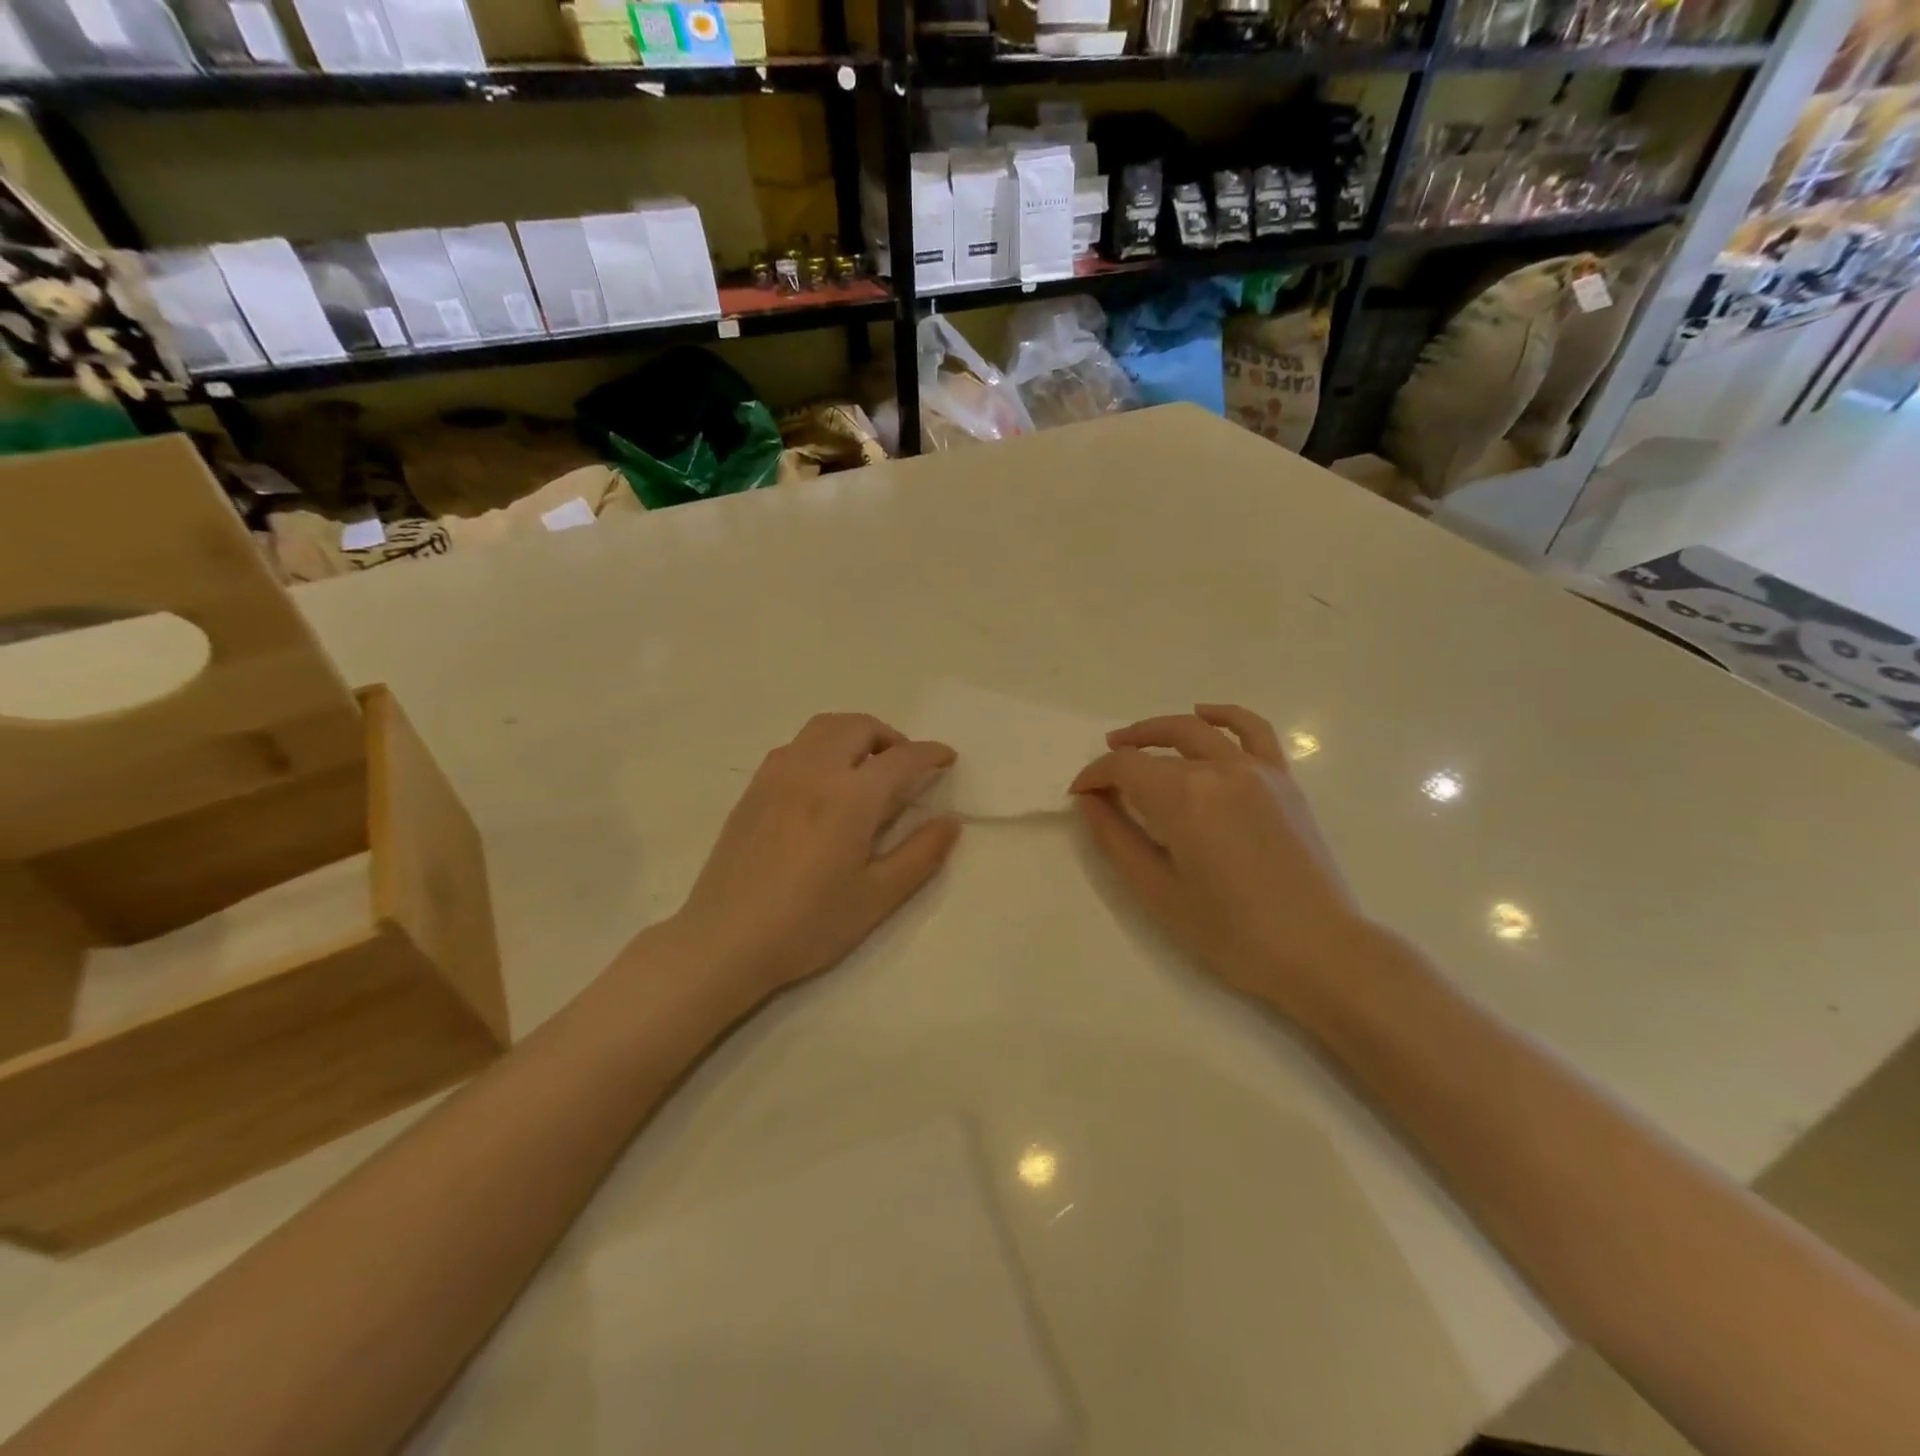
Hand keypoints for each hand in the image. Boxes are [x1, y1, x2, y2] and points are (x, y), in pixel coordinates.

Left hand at [670, 713, 960, 998]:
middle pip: (858, 727)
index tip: (947, 758)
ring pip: (822, 728)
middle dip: (890, 736)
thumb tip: (950, 821)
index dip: (930, 753)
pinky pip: (795, 746)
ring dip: (854, 734)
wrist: (725, 941)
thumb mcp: (877, 897)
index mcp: (850, 797)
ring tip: (866, 768)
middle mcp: (813, 771)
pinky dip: (822, 746)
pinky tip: (824, 784)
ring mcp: (777, 776)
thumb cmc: (808, 925)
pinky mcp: (753, 789)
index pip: (900, 758)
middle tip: (905, 766)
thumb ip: (920, 854)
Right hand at [1070, 705, 1376, 1019]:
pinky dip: (1224, 715)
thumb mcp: (1155, 890)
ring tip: (1135, 739)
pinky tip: (1204, 714)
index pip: (1124, 768)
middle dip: (1121, 754)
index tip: (1079, 796)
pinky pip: (1252, 730)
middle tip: (1100, 774)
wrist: (1316, 950)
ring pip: (1198, 729)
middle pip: (1158, 746)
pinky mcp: (1282, 780)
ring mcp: (1256, 769)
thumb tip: (1091, 801)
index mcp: (1183, 797)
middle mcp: (1219, 769)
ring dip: (1160, 729)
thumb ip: (1115, 838)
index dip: (1094, 777)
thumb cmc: (1228, 931)